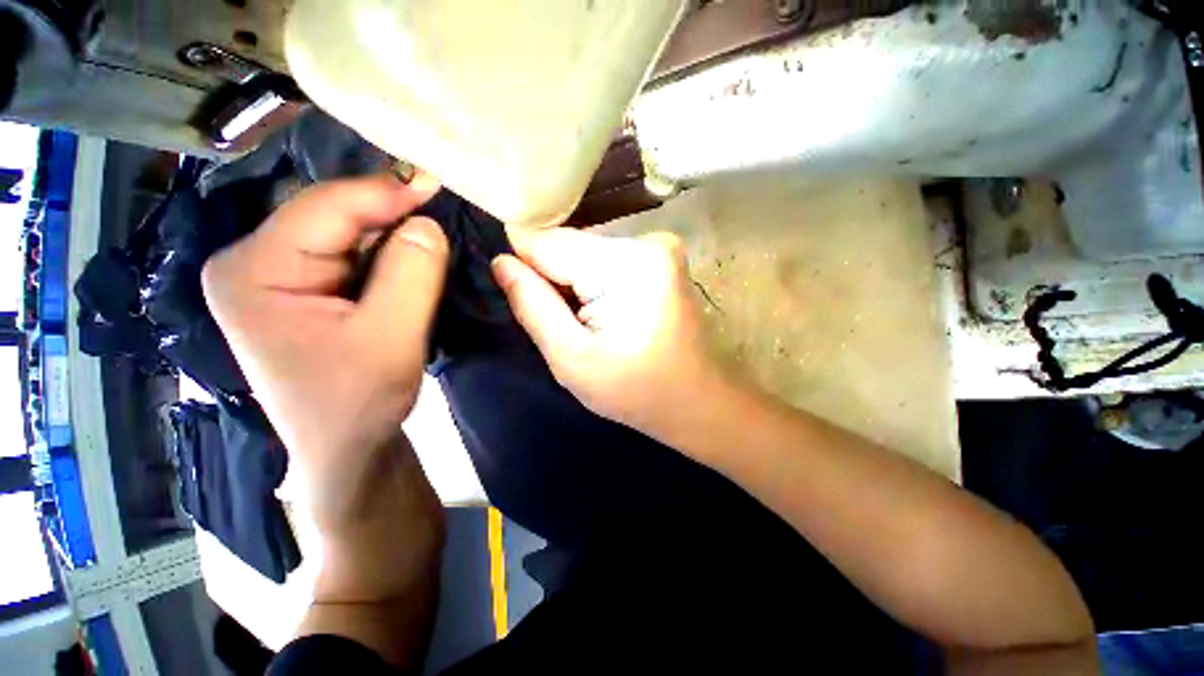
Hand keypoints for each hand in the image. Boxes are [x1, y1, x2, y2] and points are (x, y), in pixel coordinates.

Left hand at [203, 174, 446, 603]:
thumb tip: (427, 222)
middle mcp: (251, 263)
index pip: (324, 209)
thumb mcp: (392, 339)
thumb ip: (412, 274)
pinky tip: (412, 259)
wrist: (345, 450)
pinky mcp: (301, 289)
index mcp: (252, 272)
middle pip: (331, 216)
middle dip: (388, 215)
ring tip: (431, 236)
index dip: (384, 193)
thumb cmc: (359, 403)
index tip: (436, 184)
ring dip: (390, 235)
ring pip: (344, 234)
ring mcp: (274, 275)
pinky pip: (349, 255)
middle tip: (440, 208)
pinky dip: (386, 255)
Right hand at [492, 227, 725, 442]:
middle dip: (555, 280)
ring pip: (587, 253)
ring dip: (576, 284)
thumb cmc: (636, 390)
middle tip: (565, 324)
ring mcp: (660, 246)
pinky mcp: (663, 258)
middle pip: (569, 246)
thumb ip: (532, 305)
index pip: (546, 241)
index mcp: (625, 263)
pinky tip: (607, 314)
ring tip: (588, 323)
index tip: (522, 297)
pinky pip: (608, 260)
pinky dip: (597, 284)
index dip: (525, 268)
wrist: (698, 400)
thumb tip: (501, 261)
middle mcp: (646, 240)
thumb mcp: (571, 359)